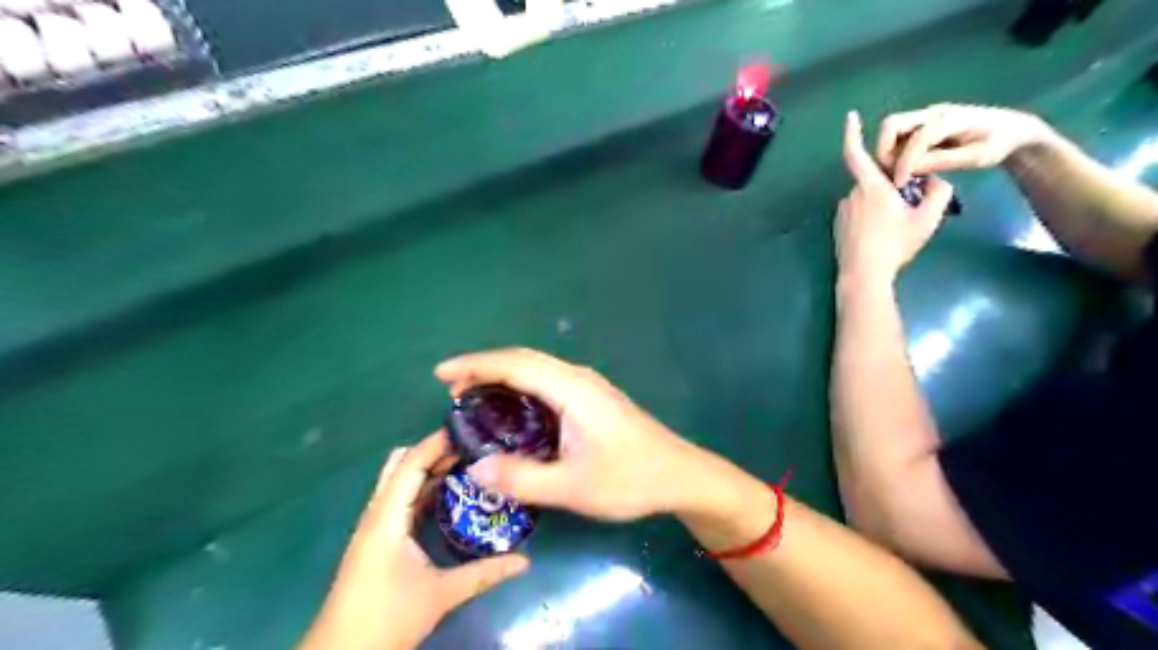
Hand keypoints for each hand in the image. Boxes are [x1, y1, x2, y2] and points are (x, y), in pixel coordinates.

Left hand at [300, 431, 529, 648]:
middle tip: (472, 447)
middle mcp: (377, 513)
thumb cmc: (385, 620)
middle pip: (401, 463)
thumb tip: (525, 560)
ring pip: (400, 480)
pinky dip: (424, 487)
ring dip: (429, 468)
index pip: (410, 464)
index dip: (437, 442)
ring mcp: (376, 525)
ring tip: (468, 462)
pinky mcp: (379, 537)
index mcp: (386, 518)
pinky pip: (402, 498)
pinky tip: (451, 492)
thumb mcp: (440, 595)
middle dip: (434, 450)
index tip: (471, 430)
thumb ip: (484, 574)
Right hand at [438, 348, 701, 520]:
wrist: (680, 475)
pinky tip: (512, 407)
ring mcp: (589, 385)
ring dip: (503, 374)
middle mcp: (579, 378)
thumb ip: (522, 478)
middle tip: (452, 388)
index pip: (515, 364)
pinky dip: (521, 384)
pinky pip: (547, 379)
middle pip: (524, 359)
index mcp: (572, 390)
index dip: (475, 365)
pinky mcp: (593, 397)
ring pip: (537, 367)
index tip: (441, 374)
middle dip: (484, 367)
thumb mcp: (573, 487)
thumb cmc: (630, 479)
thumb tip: (475, 469)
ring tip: (473, 394)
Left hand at [839, 108, 954, 283]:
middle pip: (873, 181)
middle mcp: (851, 194)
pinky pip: (857, 214)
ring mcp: (842, 212)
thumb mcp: (928, 218)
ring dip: (880, 205)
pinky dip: (870, 218)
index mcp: (870, 187)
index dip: (852, 133)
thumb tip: (934, 178)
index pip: (856, 153)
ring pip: (866, 199)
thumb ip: (939, 191)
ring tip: (895, 228)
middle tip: (907, 208)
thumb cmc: (895, 244)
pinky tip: (881, 237)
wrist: (863, 275)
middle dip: (890, 188)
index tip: (851, 116)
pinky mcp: (838, 226)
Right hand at [879, 100, 1050, 184]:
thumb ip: (945, 161)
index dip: (905, 161)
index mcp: (952, 118)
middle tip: (891, 174)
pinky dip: (894, 153)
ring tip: (898, 174)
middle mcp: (933, 113)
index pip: (918, 138)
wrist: (1013, 129)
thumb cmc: (999, 143)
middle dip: (884, 151)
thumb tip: (912, 170)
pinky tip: (905, 169)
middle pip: (892, 124)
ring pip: (891, 131)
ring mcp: (925, 117)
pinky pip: (897, 137)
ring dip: (887, 153)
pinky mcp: (921, 125)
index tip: (900, 184)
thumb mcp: (979, 157)